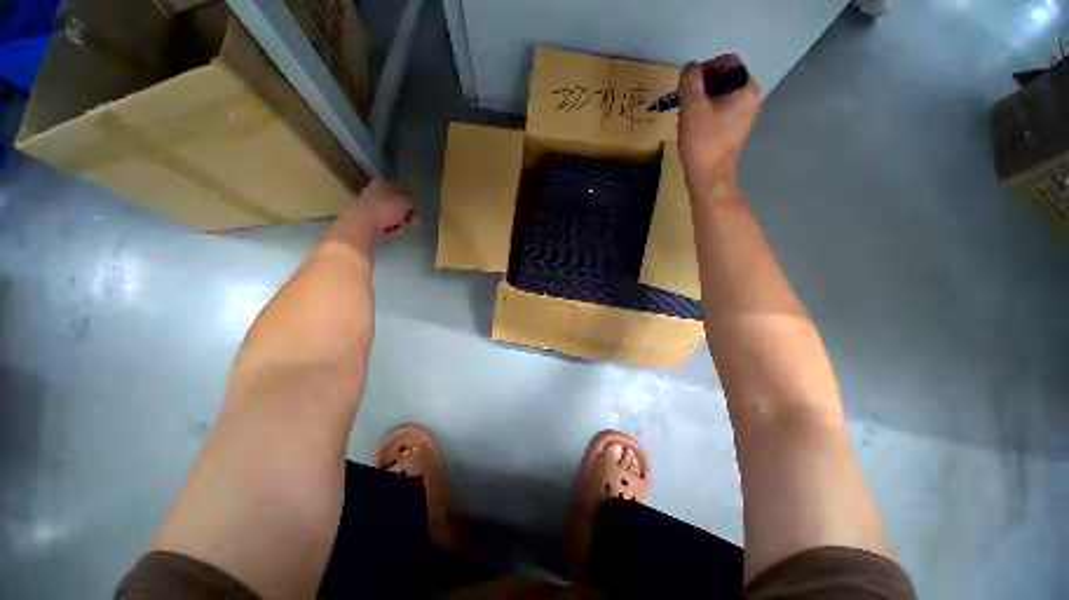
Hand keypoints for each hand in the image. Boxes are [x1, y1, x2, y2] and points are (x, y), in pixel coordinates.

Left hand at [324, 180, 417, 254]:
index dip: (409, 201)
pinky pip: (384, 225)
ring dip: (399, 224)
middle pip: (395, 205)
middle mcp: (373, 193)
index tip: (415, 211)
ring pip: (390, 216)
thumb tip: (410, 207)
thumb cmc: (385, 208)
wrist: (363, 224)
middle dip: (405, 215)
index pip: (400, 190)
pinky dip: (390, 230)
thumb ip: (411, 203)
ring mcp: (369, 208)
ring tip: (401, 229)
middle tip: (413, 222)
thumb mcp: (405, 202)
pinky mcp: (367, 221)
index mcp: (381, 183)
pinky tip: (393, 232)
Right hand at [678, 55, 759, 197]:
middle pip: (725, 78)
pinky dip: (707, 112)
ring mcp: (744, 117)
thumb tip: (690, 67)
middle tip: (684, 100)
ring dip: (702, 100)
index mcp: (746, 89)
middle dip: (702, 85)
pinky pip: (721, 111)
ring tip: (686, 114)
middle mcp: (750, 99)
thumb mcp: (692, 107)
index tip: (687, 85)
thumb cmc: (703, 142)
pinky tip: (694, 126)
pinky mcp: (735, 131)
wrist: (709, 178)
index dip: (705, 67)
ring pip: (721, 96)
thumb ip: (690, 80)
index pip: (728, 61)